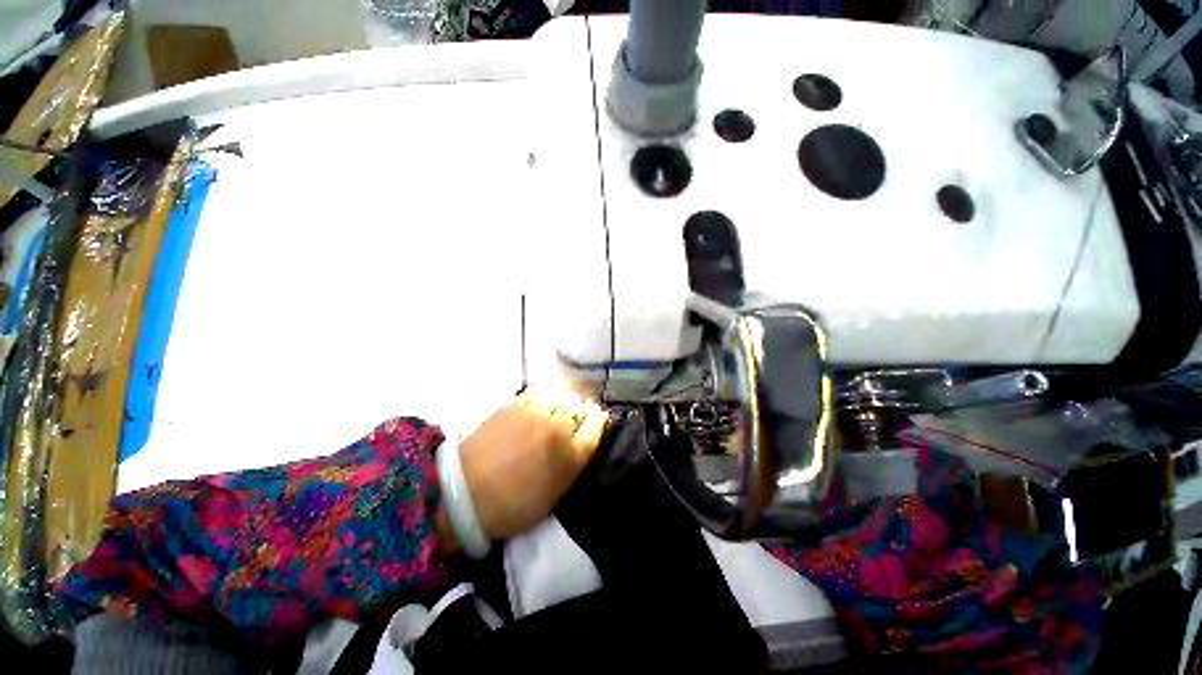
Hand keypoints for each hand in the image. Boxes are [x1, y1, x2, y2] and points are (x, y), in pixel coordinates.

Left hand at [452, 385, 607, 542]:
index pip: (595, 427)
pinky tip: (549, 389)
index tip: (597, 416)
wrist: (465, 493)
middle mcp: (558, 429)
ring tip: (566, 397)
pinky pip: (541, 387)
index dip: (598, 419)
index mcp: (570, 456)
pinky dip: (550, 386)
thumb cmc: (513, 504)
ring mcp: (537, 413)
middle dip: (584, 408)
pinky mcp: (516, 403)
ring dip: (570, 394)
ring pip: (563, 393)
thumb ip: (573, 463)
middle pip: (580, 408)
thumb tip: (582, 438)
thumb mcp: (553, 494)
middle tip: (580, 411)